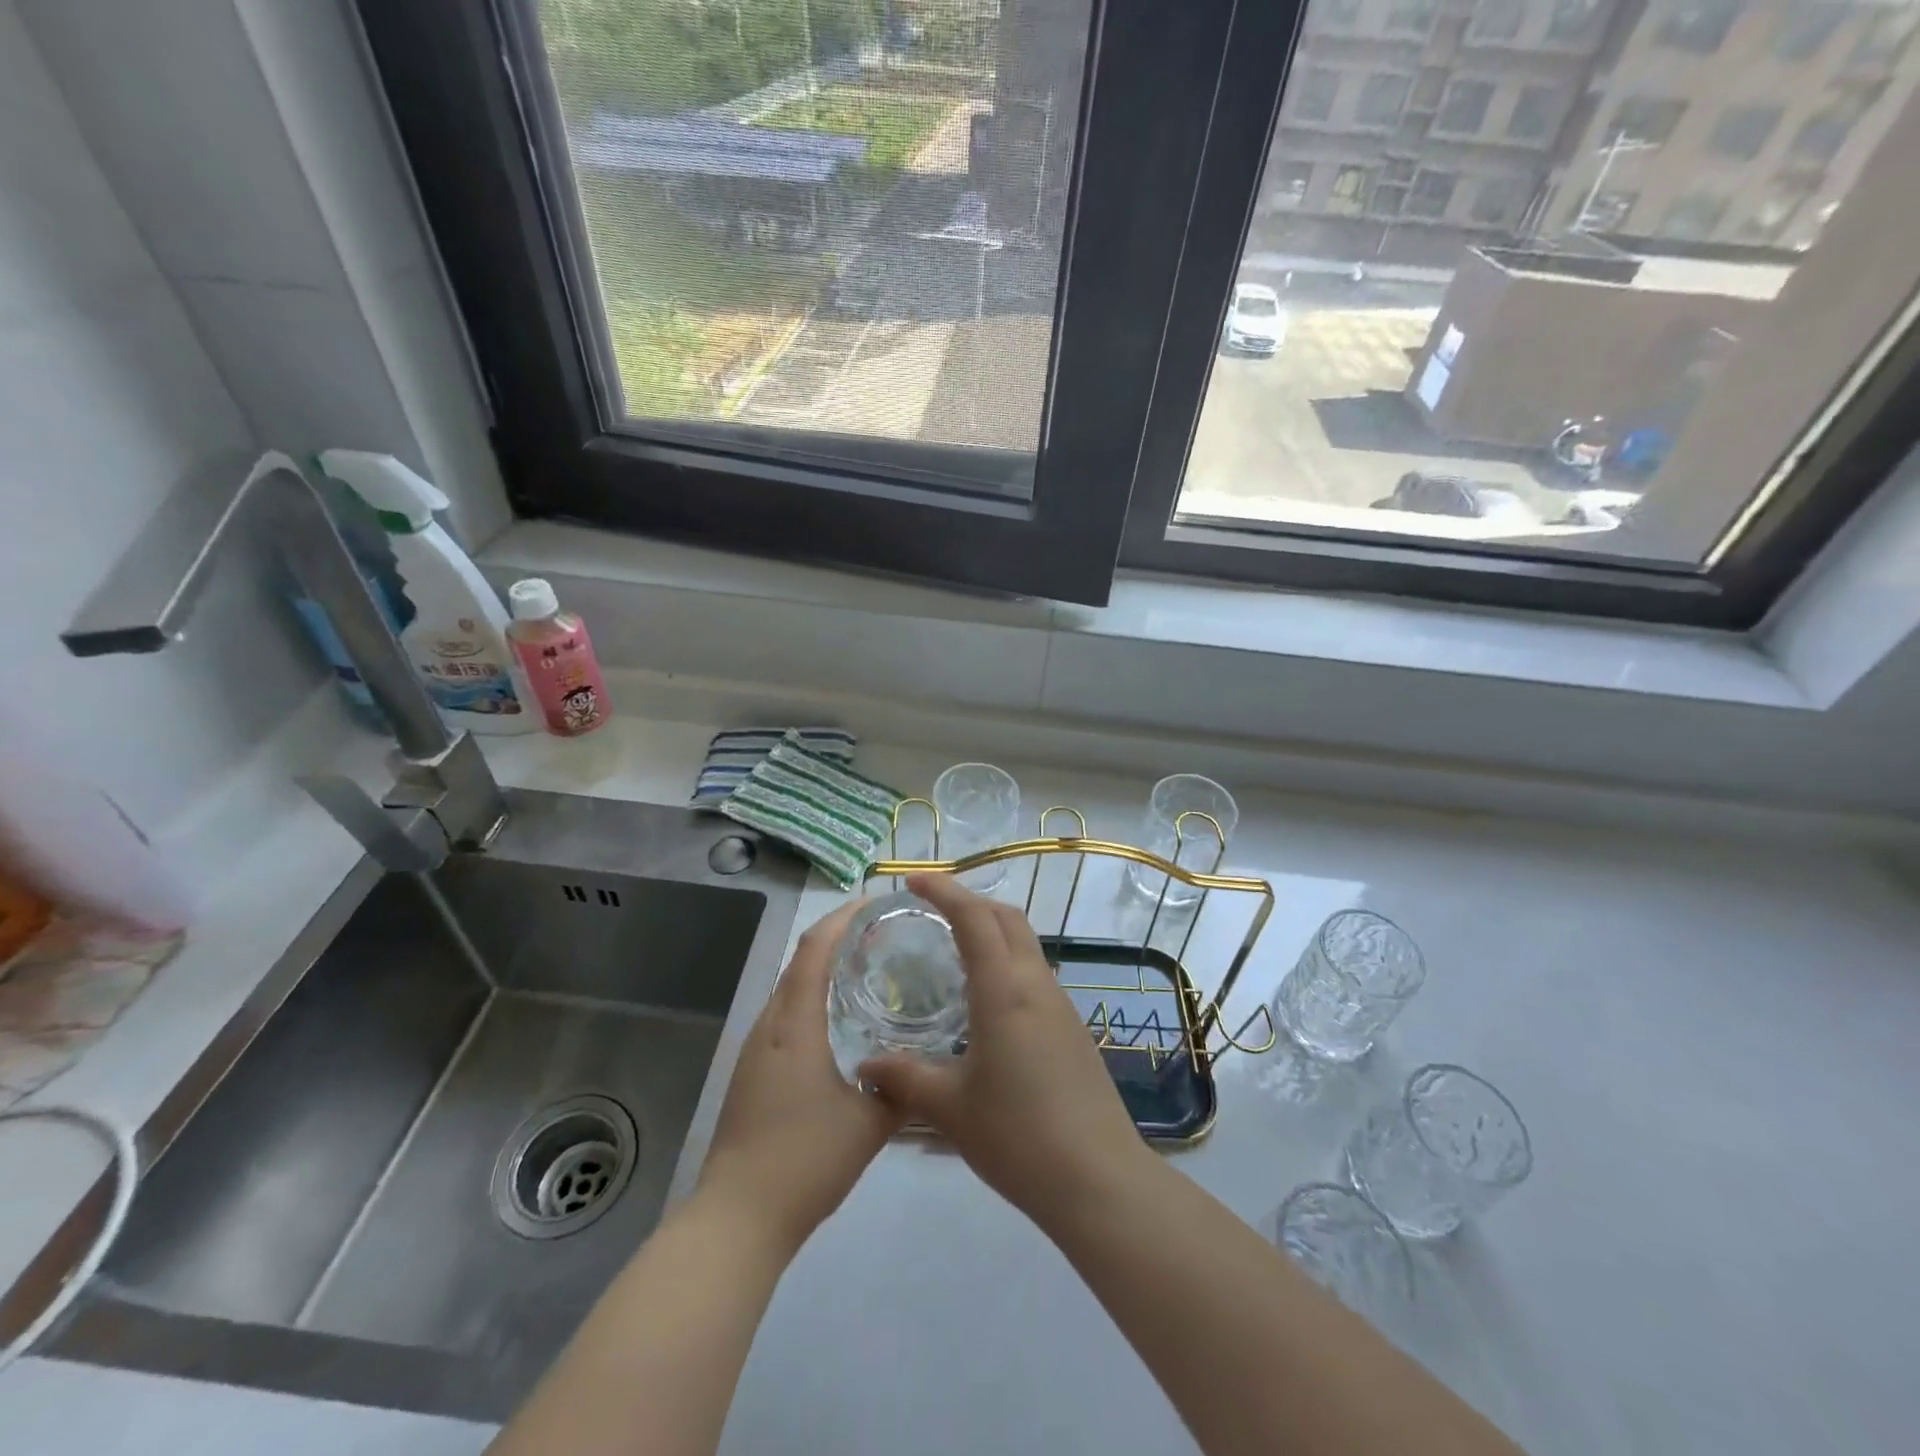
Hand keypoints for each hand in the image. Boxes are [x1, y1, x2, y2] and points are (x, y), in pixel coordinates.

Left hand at [696, 900, 901, 1256]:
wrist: (737, 1218)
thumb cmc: (804, 1161)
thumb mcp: (868, 1124)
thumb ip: (900, 1089)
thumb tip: (926, 1066)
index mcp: (794, 1025)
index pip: (814, 950)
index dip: (841, 918)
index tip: (874, 902)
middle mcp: (769, 1026)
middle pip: (799, 962)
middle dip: (835, 937)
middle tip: (880, 933)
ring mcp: (754, 1050)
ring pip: (789, 989)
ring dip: (821, 969)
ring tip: (864, 968)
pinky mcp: (750, 1072)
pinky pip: (783, 1016)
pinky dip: (809, 998)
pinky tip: (836, 1021)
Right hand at [859, 874, 1150, 1230]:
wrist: (1099, 1179)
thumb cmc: (1019, 1137)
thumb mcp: (951, 1109)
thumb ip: (905, 1079)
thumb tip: (865, 1066)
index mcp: (1005, 991)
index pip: (975, 918)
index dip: (945, 890)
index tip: (913, 880)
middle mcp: (1036, 984)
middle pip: (1007, 918)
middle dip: (969, 901)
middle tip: (931, 909)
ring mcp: (1061, 1005)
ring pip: (1025, 943)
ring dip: (991, 930)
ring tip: (952, 949)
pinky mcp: (1073, 1028)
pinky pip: (1034, 973)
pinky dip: (1006, 961)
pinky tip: (984, 1000)